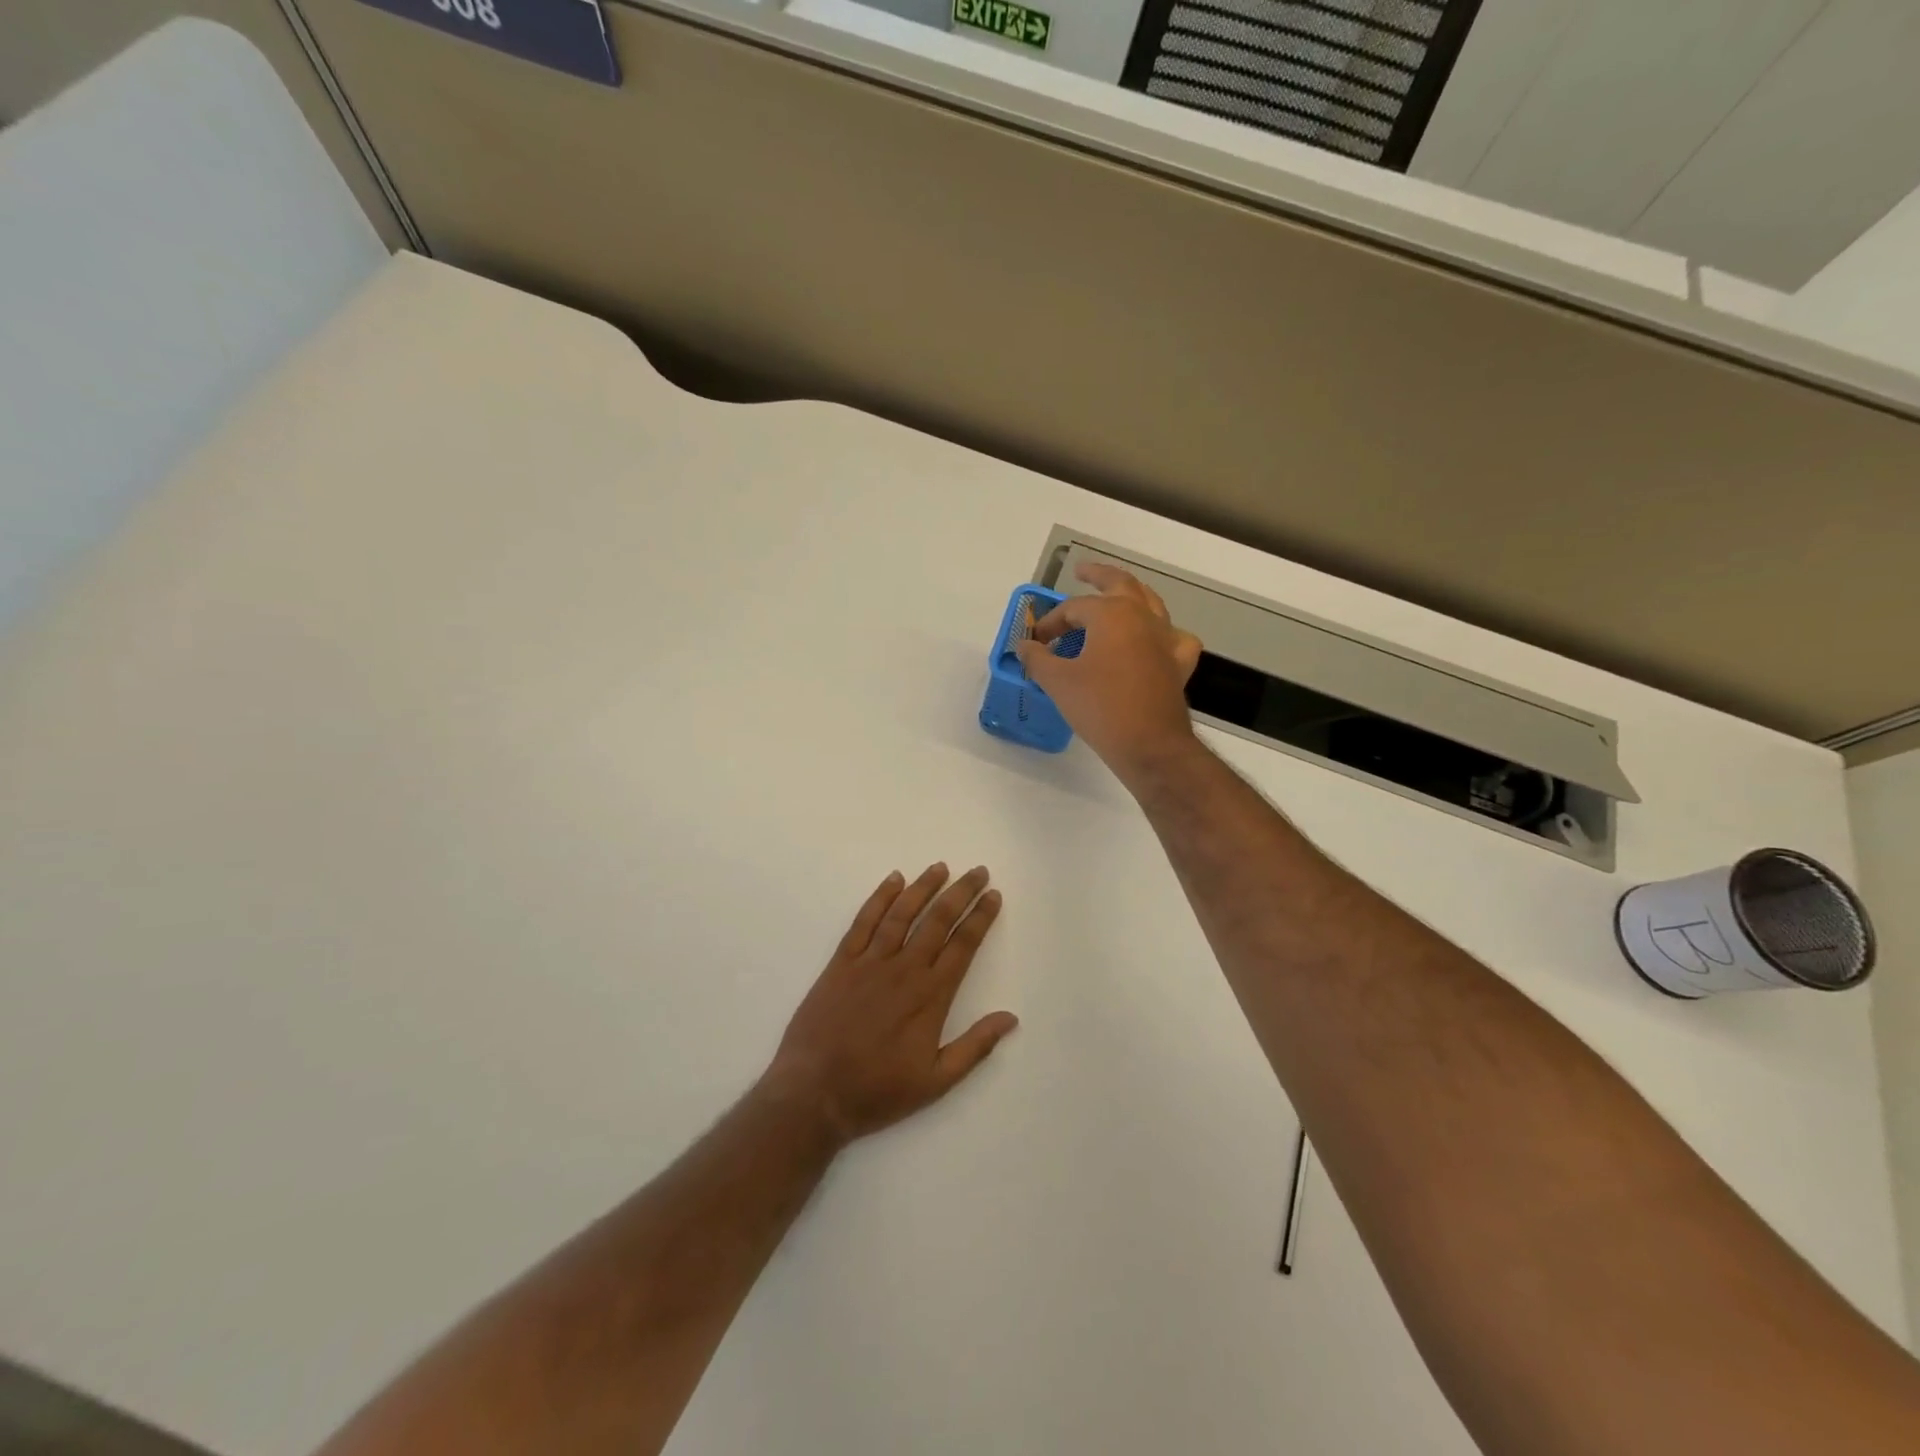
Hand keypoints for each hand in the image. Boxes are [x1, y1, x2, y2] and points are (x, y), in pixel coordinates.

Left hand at [762, 865, 1018, 1145]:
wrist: (814, 1093)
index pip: (963, 945)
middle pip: (938, 920)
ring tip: (940, 867)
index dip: (980, 918)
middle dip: (961, 893)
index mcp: (930, 996)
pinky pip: (864, 921)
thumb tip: (1010, 1018)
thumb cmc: (877, 1091)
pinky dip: (879, 898)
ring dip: (923, 887)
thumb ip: (975, 1047)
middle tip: (977, 871)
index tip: (993, 896)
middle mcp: (904, 969)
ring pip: (902, 913)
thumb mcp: (936, 1081)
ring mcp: (870, 962)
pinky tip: (893, 880)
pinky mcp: (841, 962)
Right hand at [1015, 562, 1203, 785]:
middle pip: (1119, 584)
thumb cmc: (1099, 708)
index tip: (1036, 642)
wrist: (1149, 745)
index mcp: (1111, 614)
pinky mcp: (1178, 662)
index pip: (1073, 608)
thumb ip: (1037, 659)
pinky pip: (1173, 636)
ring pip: (1150, 603)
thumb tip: (1024, 646)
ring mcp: (1165, 637)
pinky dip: (1162, 633)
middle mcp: (1142, 616)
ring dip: (1130, 595)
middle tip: (1082, 571)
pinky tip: (1154, 641)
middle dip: (1098, 576)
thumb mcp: (1058, 682)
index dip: (1051, 622)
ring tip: (1117, 596)